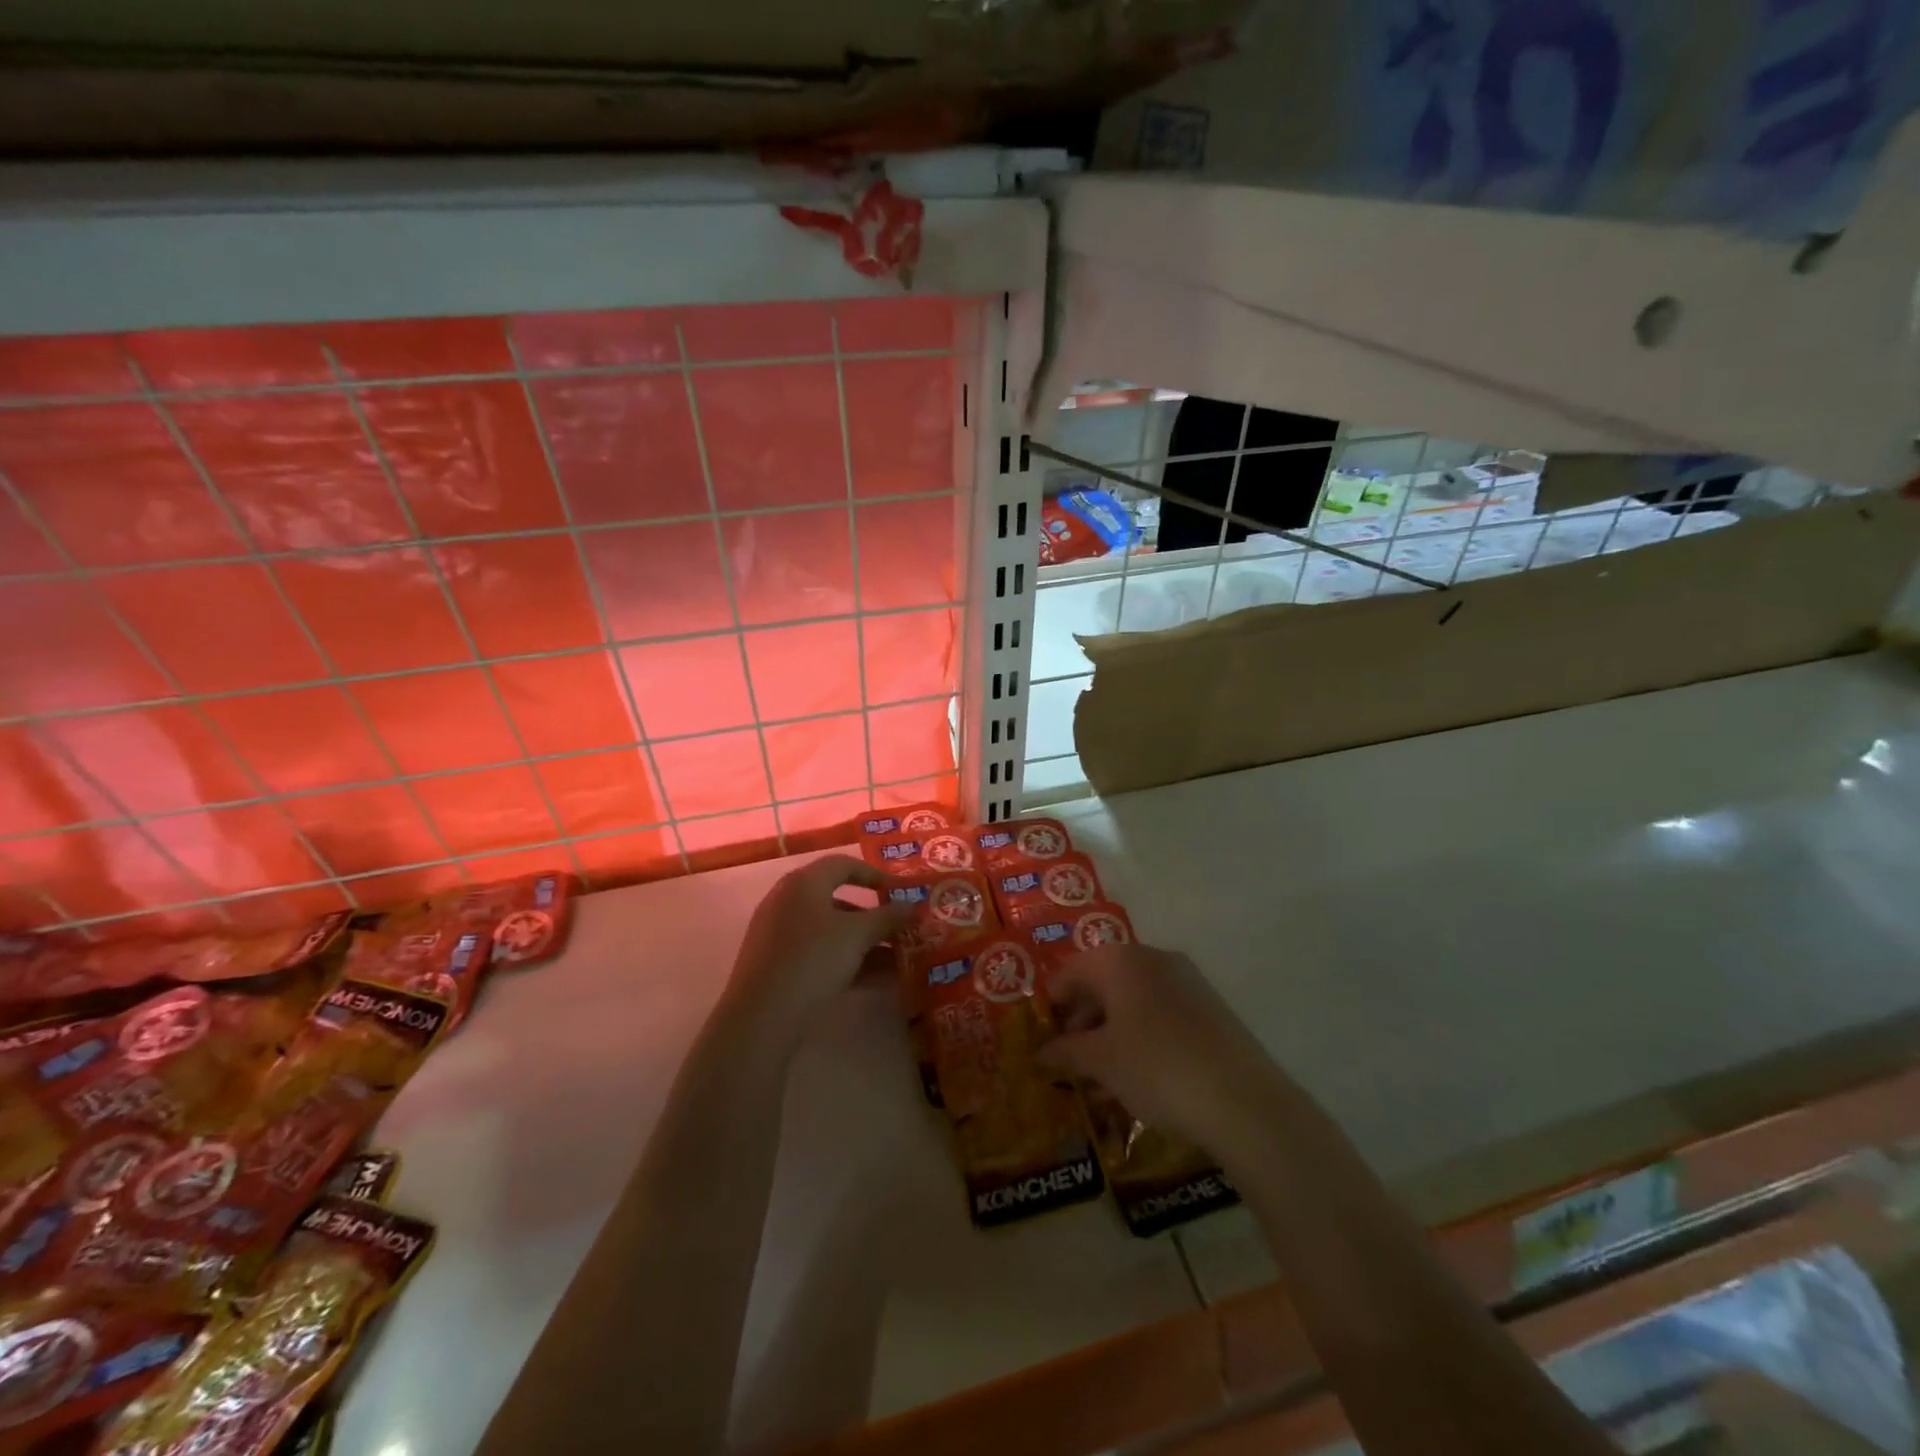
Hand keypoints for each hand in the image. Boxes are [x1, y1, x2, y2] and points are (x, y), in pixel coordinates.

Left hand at [723, 855, 913, 1029]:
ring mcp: (780, 935)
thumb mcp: (857, 935)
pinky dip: (848, 962)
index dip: (874, 874)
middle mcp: (788, 901)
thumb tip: (914, 906)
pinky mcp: (778, 966)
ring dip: (866, 944)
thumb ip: (888, 917)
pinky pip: (820, 955)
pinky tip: (877, 981)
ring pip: (831, 932)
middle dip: (874, 917)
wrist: (761, 1017)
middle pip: (838, 900)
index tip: (900, 891)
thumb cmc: (812, 959)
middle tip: (902, 929)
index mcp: (803, 883)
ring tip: (899, 960)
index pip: (842, 864)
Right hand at [1040, 942, 1283, 1154]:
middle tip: (1070, 1060)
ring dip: (1111, 1031)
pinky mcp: (1211, 1007)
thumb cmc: (1156, 1068)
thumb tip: (1042, 1051)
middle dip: (1082, 1020)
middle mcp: (1153, 957)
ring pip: (1133, 999)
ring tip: (1101, 1076)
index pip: (1069, 971)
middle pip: (1103, 982)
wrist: (1244, 1101)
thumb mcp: (1101, 1062)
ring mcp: (1187, 980)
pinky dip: (1142, 1036)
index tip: (1043, 1038)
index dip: (1051, 1005)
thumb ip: (1066, 1051)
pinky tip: (1139, 1075)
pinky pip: (1161, 1013)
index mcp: (1119, 960)